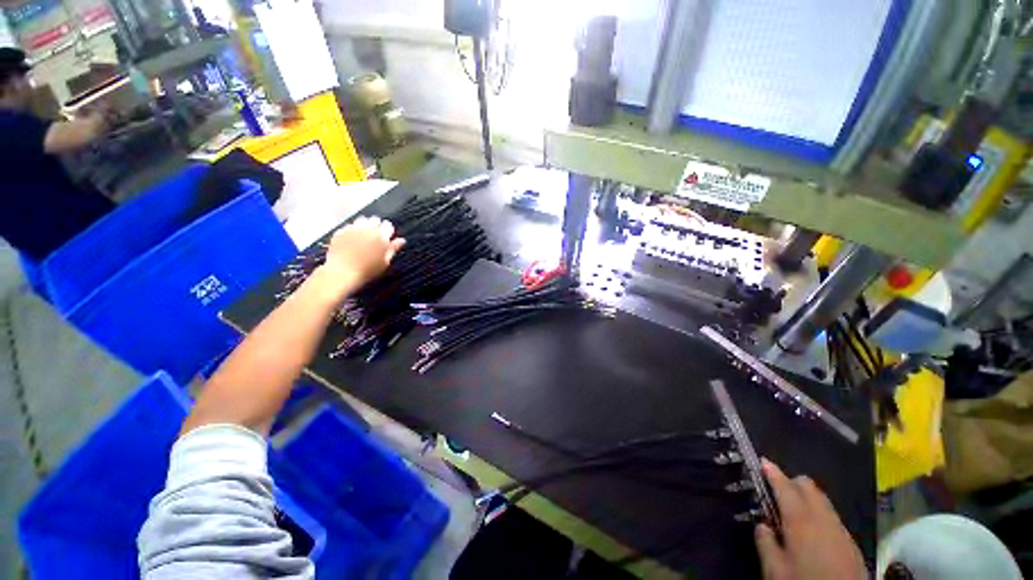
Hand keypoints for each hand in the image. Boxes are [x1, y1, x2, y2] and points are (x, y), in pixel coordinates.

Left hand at [312, 216, 404, 301]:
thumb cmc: (367, 270)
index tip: (387, 238)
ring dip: (365, 225)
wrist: (342, 272)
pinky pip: (349, 226)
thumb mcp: (384, 262)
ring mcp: (352, 228)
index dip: (388, 231)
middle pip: (375, 220)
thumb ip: (393, 249)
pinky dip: (352, 230)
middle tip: (375, 238)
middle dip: (376, 226)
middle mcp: (367, 228)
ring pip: (362, 220)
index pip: (388, 225)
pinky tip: (352, 240)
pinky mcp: (340, 231)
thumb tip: (402, 240)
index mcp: (381, 236)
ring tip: (364, 237)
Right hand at [755, 459, 866, 579]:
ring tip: (792, 514)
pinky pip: (831, 517)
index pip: (785, 486)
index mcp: (800, 520)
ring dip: (805, 499)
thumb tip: (762, 526)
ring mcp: (841, 529)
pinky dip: (818, 515)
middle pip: (808, 486)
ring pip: (822, 500)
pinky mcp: (851, 543)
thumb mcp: (775, 570)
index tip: (762, 461)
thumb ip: (765, 543)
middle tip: (775, 493)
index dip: (772, 472)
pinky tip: (812, 534)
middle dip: (791, 483)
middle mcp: (823, 518)